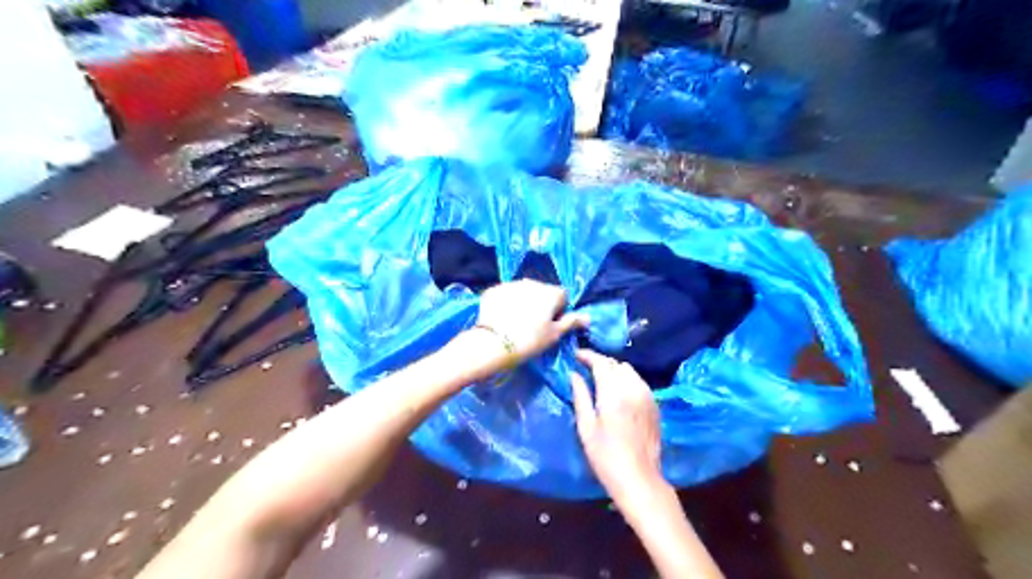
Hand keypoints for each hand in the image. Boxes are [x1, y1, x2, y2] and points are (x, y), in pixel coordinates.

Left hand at [475, 278, 587, 362]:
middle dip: (540, 304)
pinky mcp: (493, 290)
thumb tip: (587, 317)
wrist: (493, 343)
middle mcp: (532, 283)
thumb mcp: (554, 335)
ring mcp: (511, 284)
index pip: (562, 297)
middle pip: (542, 292)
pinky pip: (505, 294)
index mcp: (550, 292)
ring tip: (516, 323)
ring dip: (523, 302)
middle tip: (533, 326)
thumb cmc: (530, 341)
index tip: (551, 325)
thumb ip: (571, 322)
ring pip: (523, 291)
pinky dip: (506, 303)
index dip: (559, 311)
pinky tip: (502, 319)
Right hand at [568, 349, 664, 502]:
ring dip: (614, 370)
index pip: (601, 362)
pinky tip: (618, 391)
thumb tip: (574, 374)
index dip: (587, 355)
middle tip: (585, 367)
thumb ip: (580, 396)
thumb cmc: (605, 456)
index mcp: (614, 393)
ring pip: (629, 371)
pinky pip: (639, 382)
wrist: (639, 479)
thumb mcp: (586, 427)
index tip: (575, 355)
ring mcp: (647, 396)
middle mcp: (633, 388)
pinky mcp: (654, 405)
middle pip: (616, 364)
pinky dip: (626, 379)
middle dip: (600, 362)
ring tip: (600, 378)